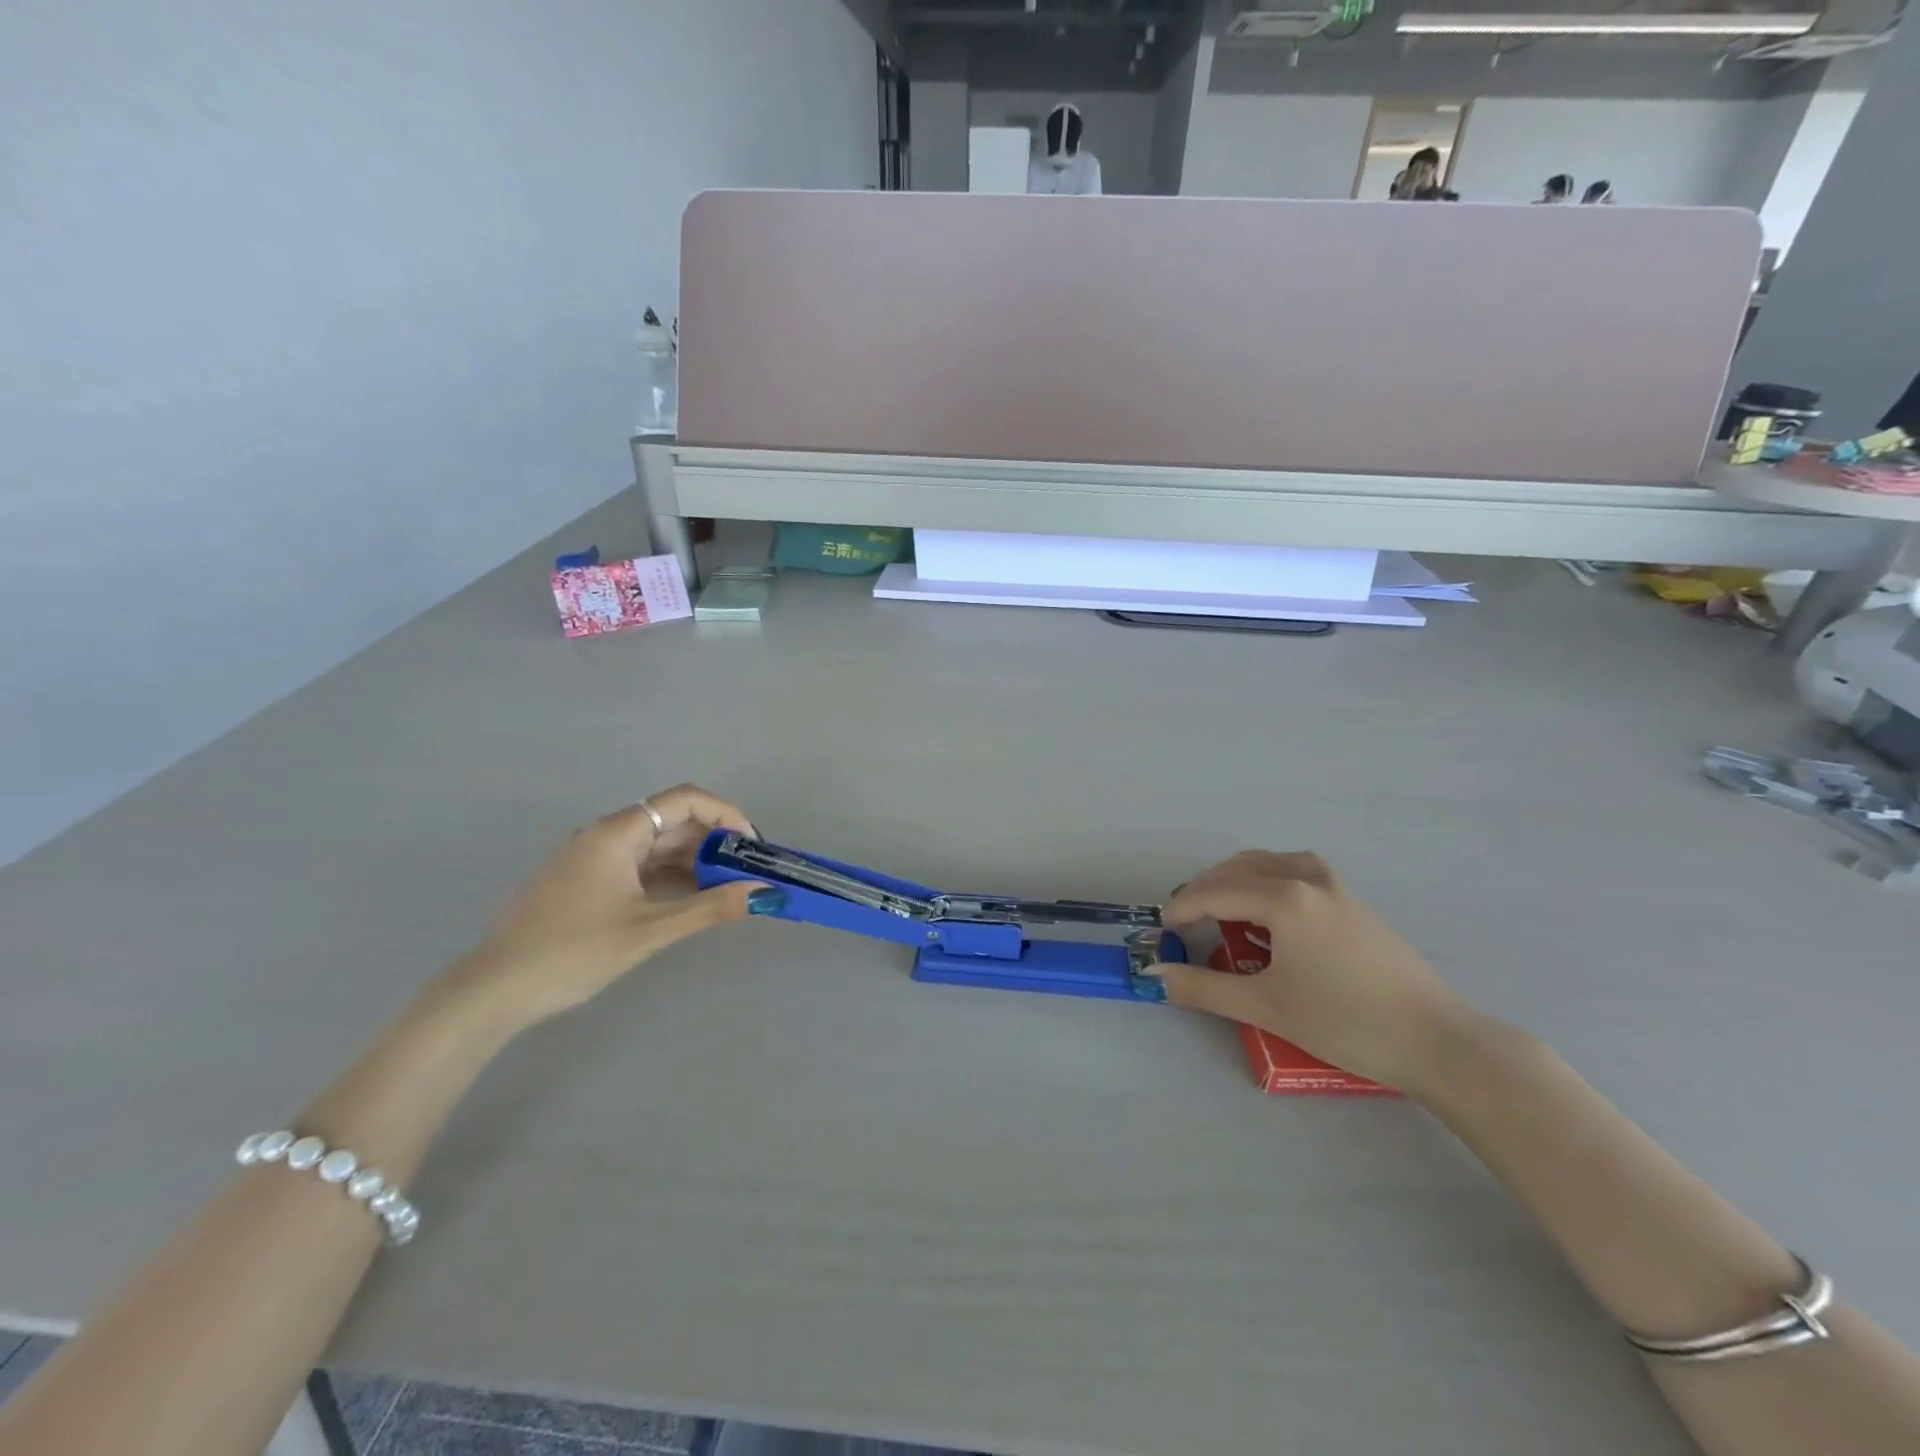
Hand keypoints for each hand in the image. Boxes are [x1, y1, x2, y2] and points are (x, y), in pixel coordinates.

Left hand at [445, 785, 771, 1029]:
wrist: (493, 992)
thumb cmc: (572, 952)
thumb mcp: (649, 930)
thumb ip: (710, 908)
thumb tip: (765, 894)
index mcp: (618, 832)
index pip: (685, 800)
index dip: (726, 814)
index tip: (753, 846)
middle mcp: (606, 835)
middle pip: (673, 821)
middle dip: (715, 842)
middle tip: (749, 872)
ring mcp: (594, 859)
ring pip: (657, 846)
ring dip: (695, 861)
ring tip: (728, 889)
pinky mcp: (587, 882)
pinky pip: (640, 867)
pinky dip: (670, 877)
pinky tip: (691, 900)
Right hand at [1149, 851, 1473, 1091]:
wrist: (1436, 1040)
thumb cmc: (1345, 1021)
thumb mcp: (1265, 1006)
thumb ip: (1204, 988)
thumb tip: (1155, 977)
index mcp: (1284, 898)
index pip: (1215, 892)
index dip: (1182, 909)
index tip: (1162, 930)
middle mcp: (1307, 878)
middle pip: (1238, 869)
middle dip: (1205, 889)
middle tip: (1185, 920)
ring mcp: (1336, 885)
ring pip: (1269, 862)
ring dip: (1236, 878)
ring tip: (1220, 908)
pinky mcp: (1354, 900)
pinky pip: (1295, 870)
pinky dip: (1266, 879)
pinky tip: (1268, 911)